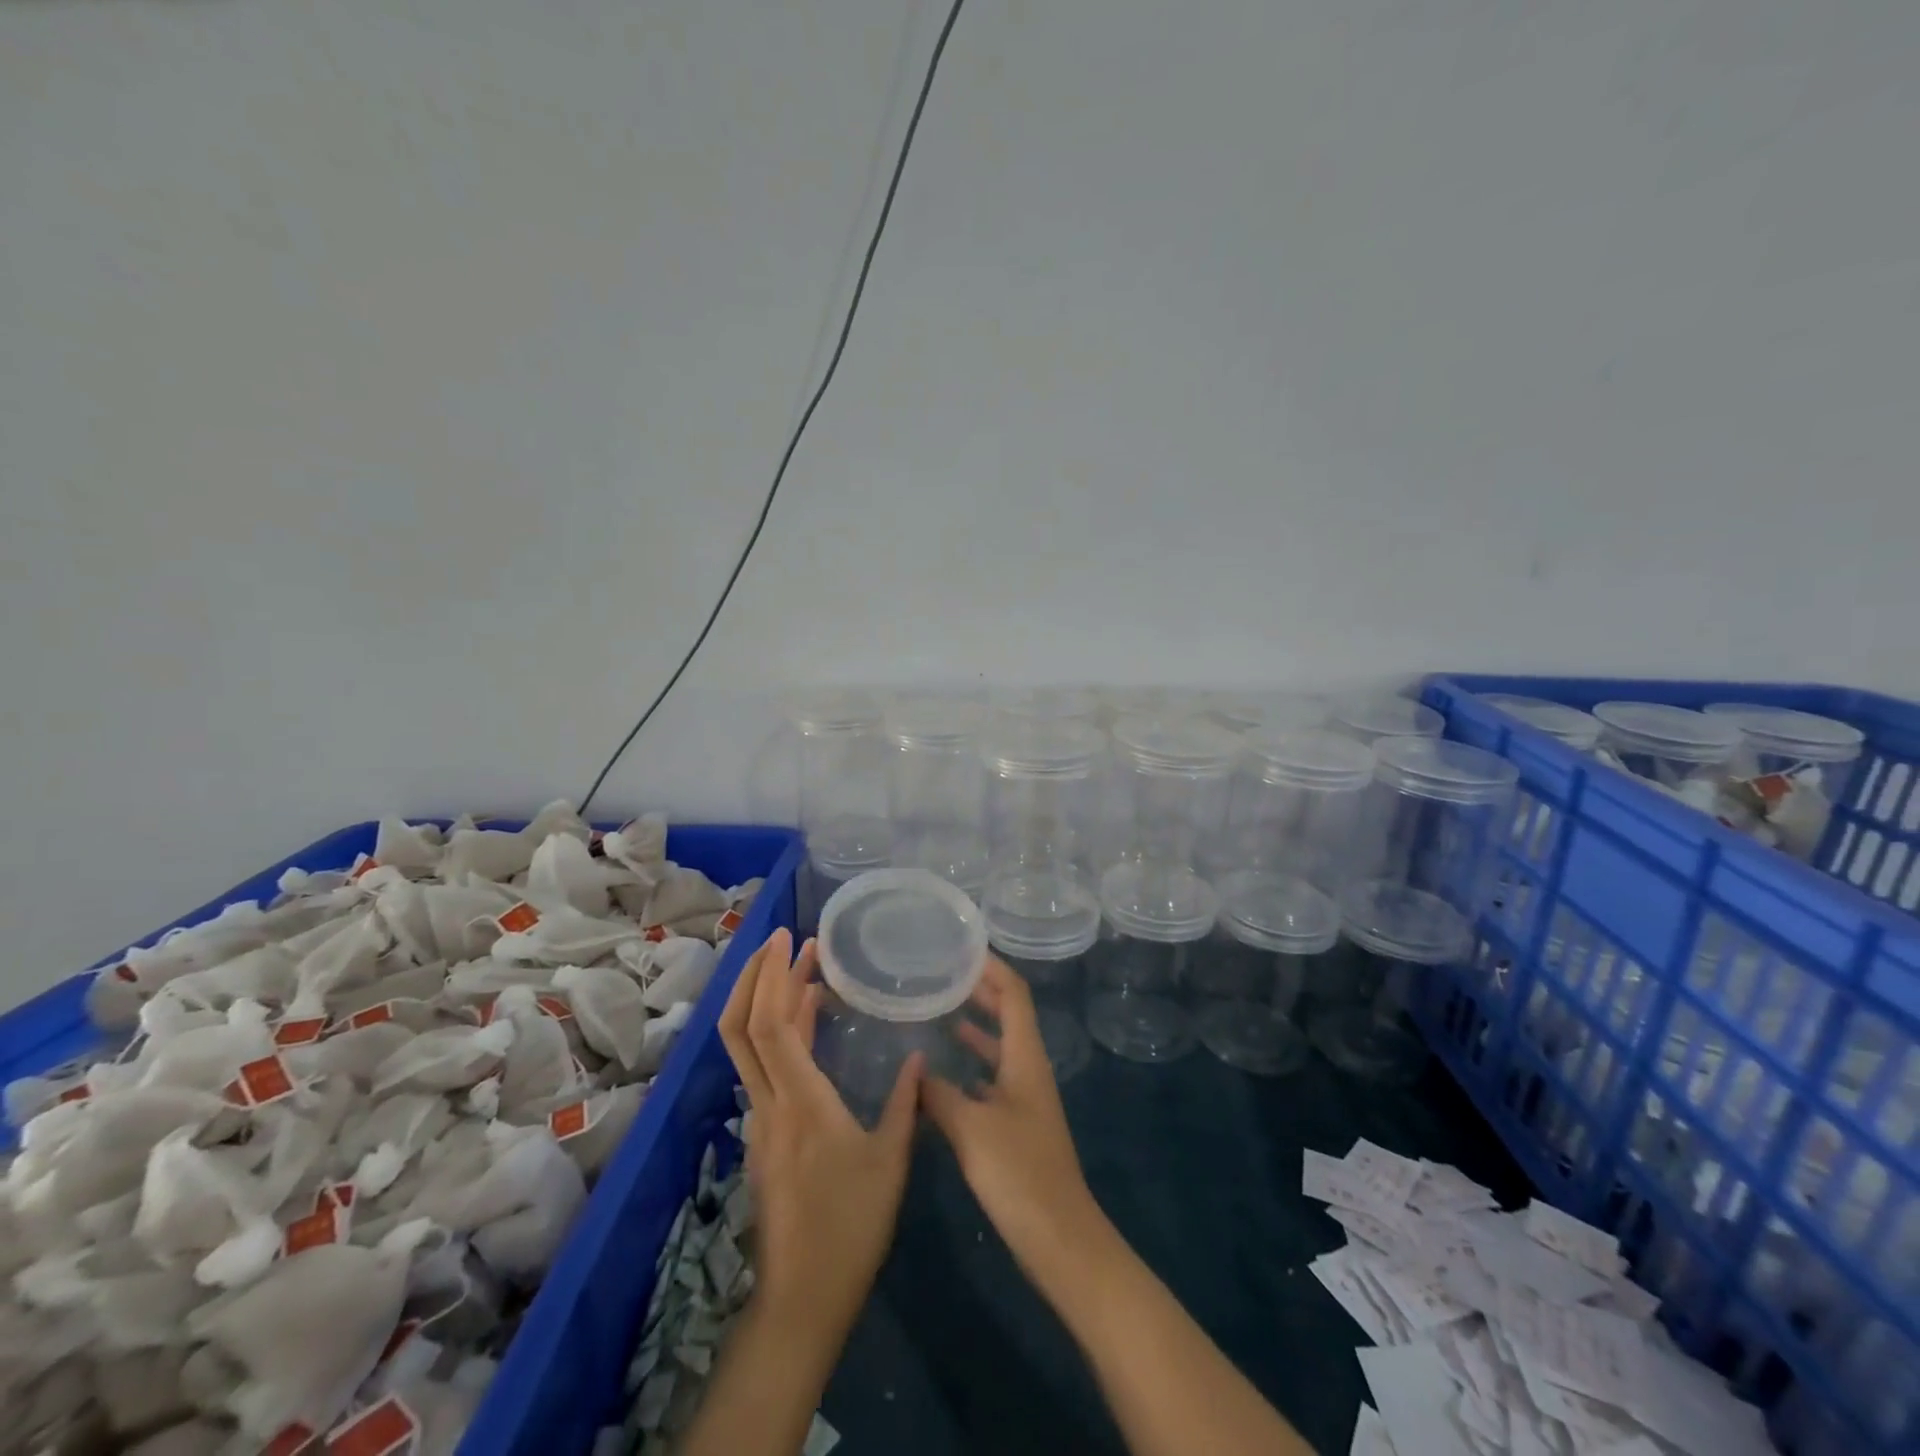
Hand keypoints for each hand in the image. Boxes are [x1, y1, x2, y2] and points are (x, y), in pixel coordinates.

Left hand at [718, 927, 921, 1342]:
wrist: (802, 1298)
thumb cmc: (851, 1226)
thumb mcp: (891, 1161)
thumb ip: (905, 1104)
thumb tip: (916, 1058)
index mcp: (800, 1102)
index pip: (772, 1025)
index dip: (776, 976)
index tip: (793, 940)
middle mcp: (769, 1102)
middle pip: (740, 1026)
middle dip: (756, 975)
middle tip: (783, 939)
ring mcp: (759, 1118)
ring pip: (744, 1045)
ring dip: (764, 999)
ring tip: (800, 967)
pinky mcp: (763, 1133)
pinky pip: (760, 1066)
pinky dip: (777, 1030)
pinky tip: (807, 1022)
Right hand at [920, 957, 1104, 1274]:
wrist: (1059, 1239)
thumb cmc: (1019, 1174)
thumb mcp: (972, 1129)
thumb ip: (941, 1095)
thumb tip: (917, 1071)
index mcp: (1026, 1058)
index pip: (1014, 994)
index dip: (992, 967)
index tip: (962, 949)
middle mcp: (1028, 1070)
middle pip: (1008, 1015)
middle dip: (981, 991)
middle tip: (944, 974)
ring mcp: (1024, 1099)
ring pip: (998, 1049)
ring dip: (975, 1027)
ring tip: (939, 1013)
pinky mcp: (1016, 1126)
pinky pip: (990, 1081)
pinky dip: (969, 1068)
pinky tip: (942, 1077)